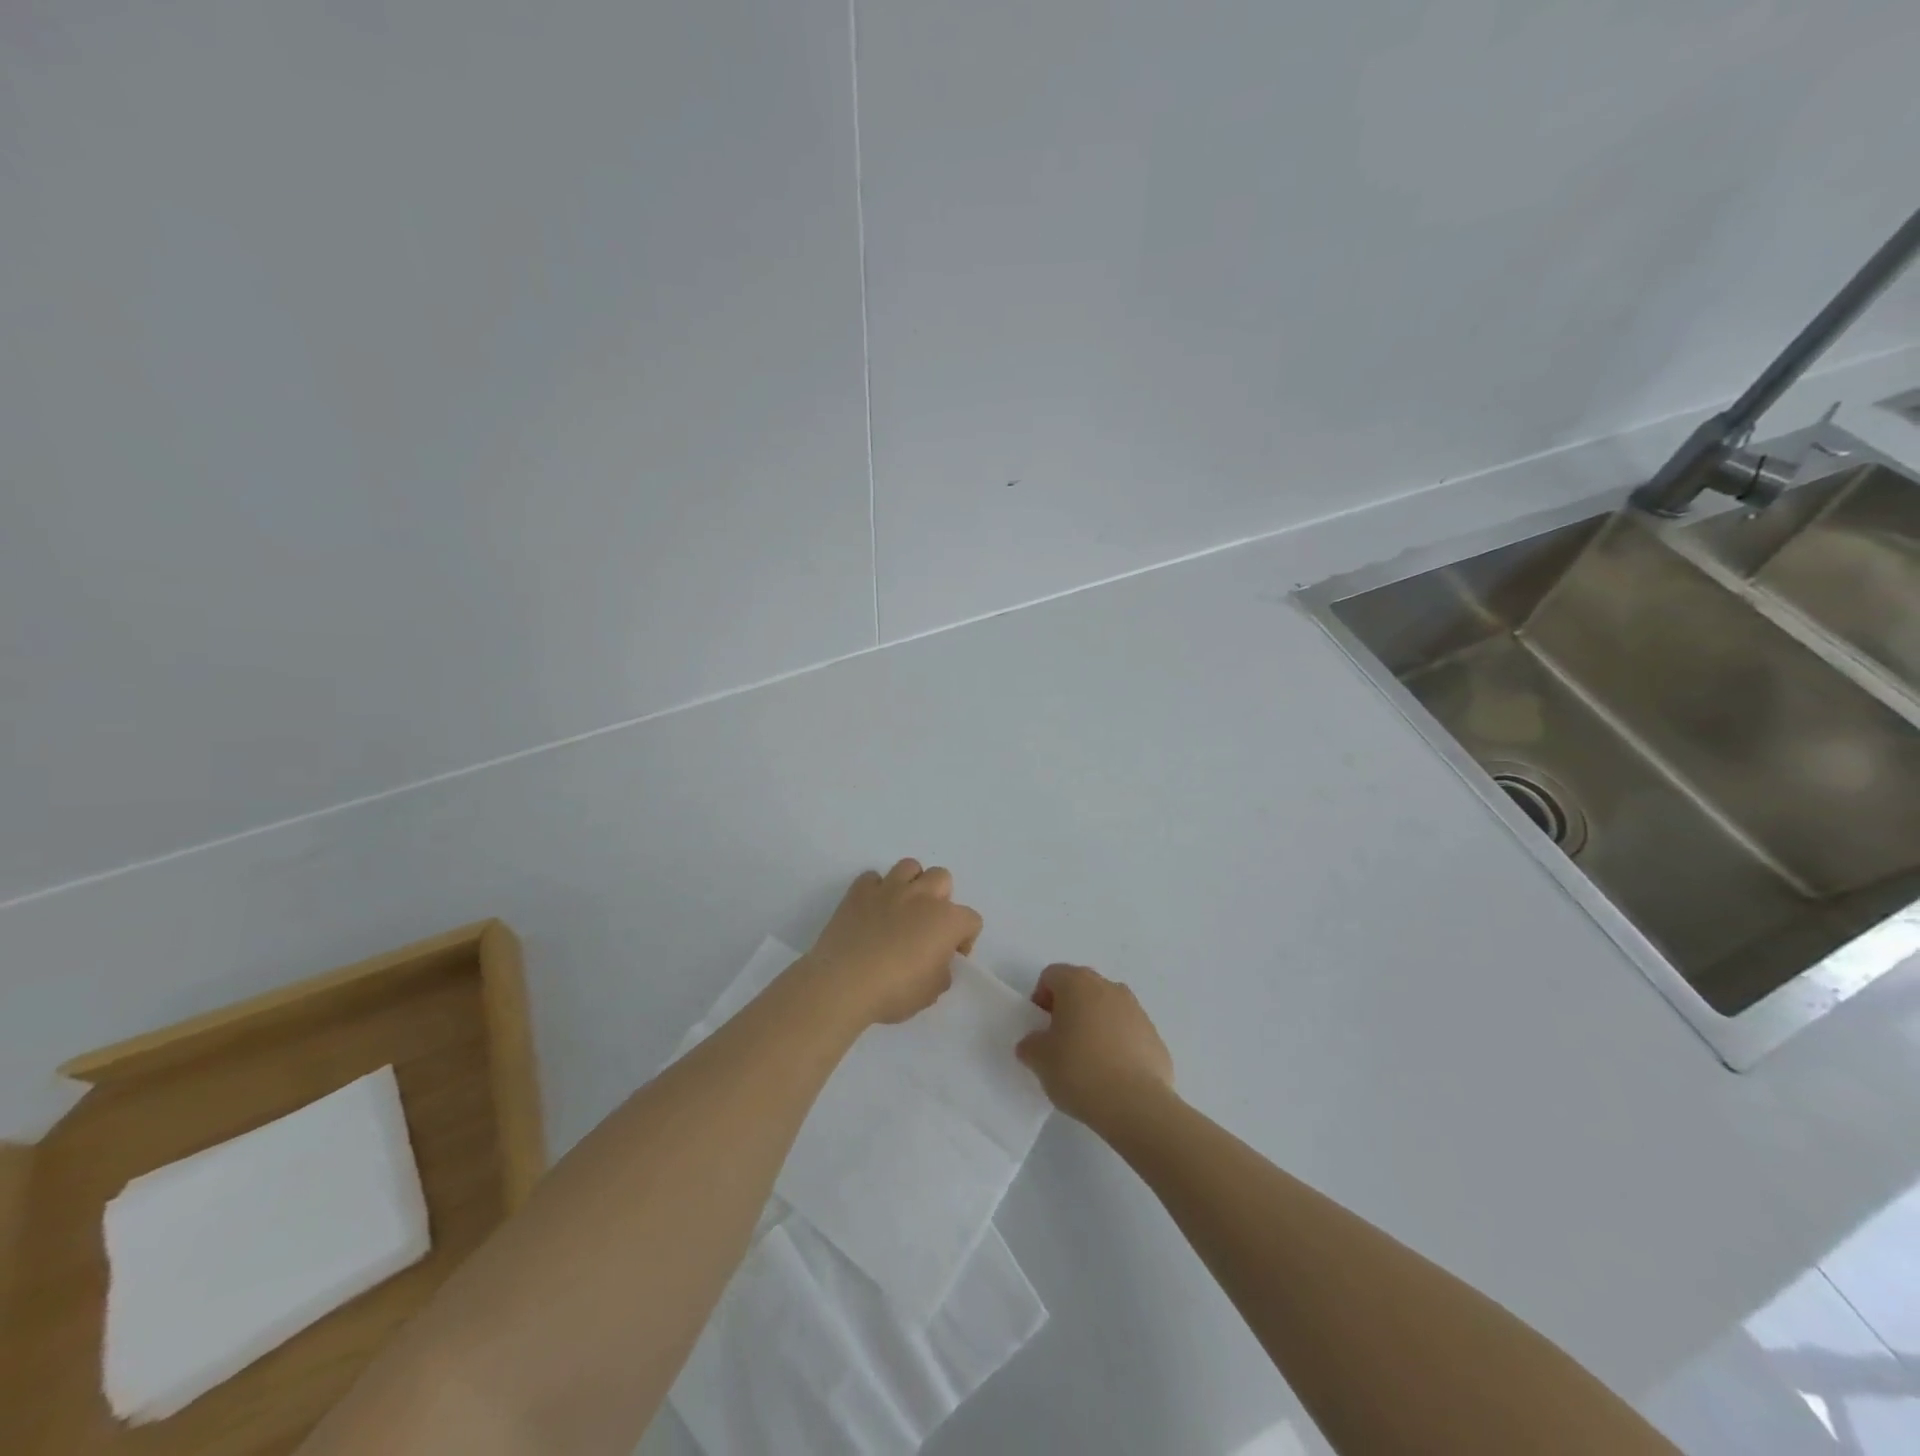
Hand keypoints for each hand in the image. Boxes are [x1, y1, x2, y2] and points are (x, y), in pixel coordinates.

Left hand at [802, 860, 982, 1026]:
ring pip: (910, 867)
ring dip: (911, 884)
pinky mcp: (859, 891)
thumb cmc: (894, 991)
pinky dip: (875, 890)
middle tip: (927, 926)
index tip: (951, 957)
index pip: (971, 920)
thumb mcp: (931, 993)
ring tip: (902, 908)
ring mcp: (889, 888)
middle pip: (942, 878)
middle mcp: (922, 895)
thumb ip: (942, 972)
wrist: (843, 983)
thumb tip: (936, 962)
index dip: (964, 939)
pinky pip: (872, 878)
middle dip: (941, 899)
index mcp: (947, 920)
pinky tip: (871, 910)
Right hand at [1015, 964, 1174, 1130]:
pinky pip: (1128, 1032)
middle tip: (1060, 1042)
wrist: (1137, 1105)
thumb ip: (1031, 1044)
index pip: (1051, 976)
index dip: (1040, 998)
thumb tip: (1035, 1043)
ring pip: (1107, 1009)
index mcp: (1078, 984)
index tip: (1040, 1028)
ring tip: (1088, 1061)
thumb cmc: (1080, 1071)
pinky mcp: (1155, 1037)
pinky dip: (1118, 1045)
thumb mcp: (1039, 1060)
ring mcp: (1137, 1011)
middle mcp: (1109, 987)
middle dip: (1069, 1009)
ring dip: (1095, 1025)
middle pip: (1082, 988)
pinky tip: (1113, 1075)